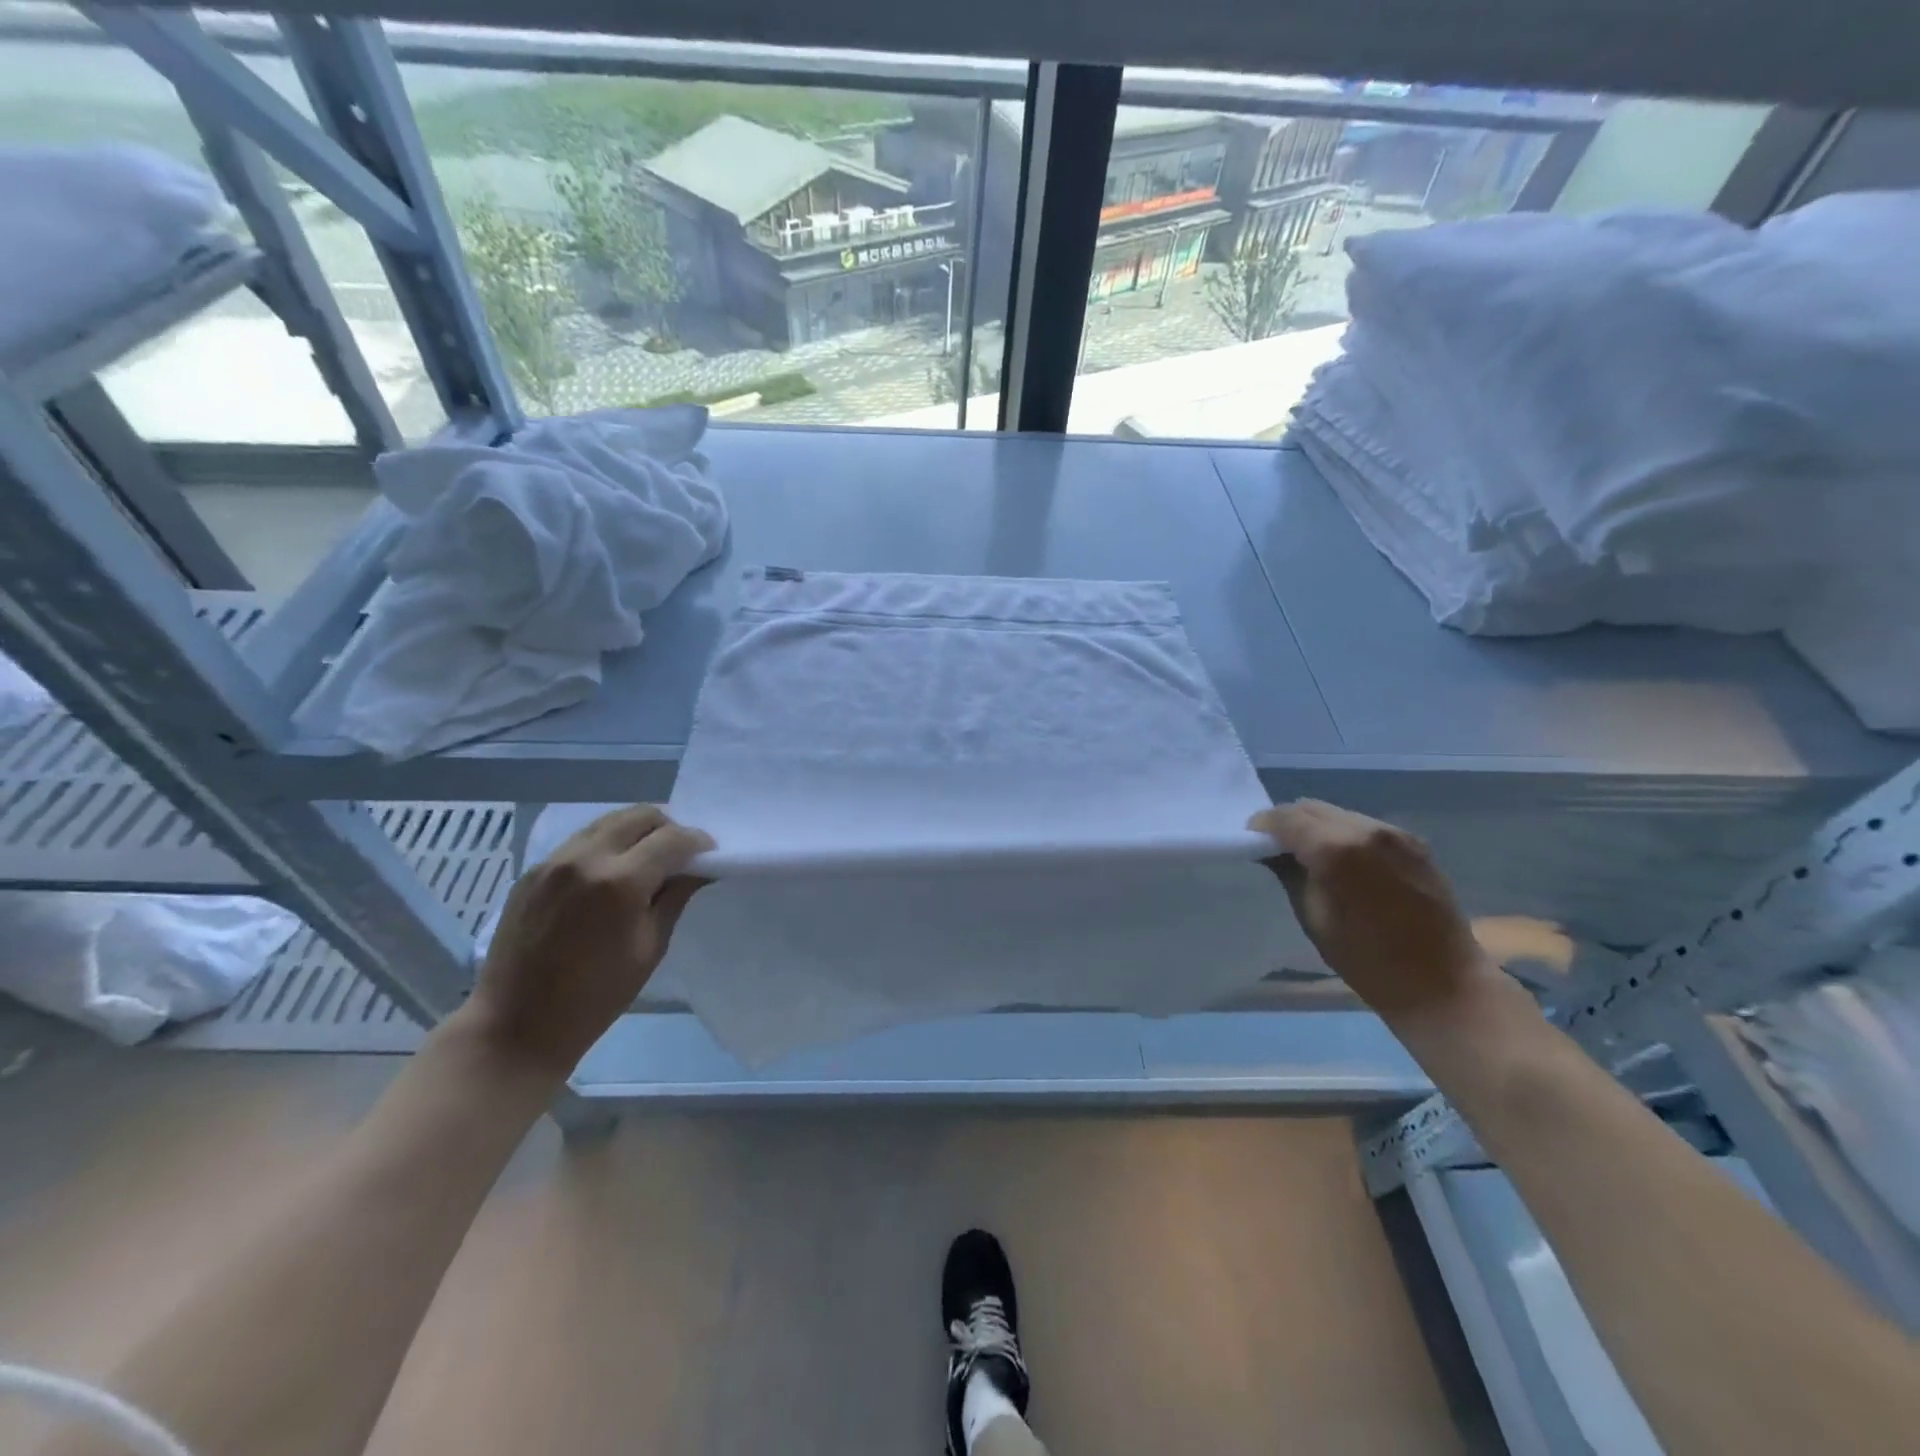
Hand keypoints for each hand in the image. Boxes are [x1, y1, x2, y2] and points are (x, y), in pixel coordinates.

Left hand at [462, 805, 711, 1078]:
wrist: (515, 1026)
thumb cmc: (595, 997)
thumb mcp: (650, 948)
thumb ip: (675, 897)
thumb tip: (697, 868)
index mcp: (620, 882)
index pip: (673, 839)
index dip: (698, 843)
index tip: (710, 856)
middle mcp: (585, 858)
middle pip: (641, 816)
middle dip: (669, 829)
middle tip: (679, 855)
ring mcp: (553, 861)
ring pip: (609, 821)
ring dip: (636, 832)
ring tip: (646, 860)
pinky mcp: (533, 870)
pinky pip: (581, 840)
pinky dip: (606, 845)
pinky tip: (610, 874)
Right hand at [1249, 800, 1497, 1021]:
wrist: (1444, 985)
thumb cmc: (1368, 961)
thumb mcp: (1313, 918)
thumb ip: (1290, 874)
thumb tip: (1272, 852)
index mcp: (1336, 850)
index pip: (1285, 818)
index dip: (1262, 828)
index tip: (1252, 844)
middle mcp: (1366, 830)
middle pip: (1311, 808)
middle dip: (1288, 823)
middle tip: (1275, 849)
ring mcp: (1395, 833)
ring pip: (1338, 814)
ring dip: (1316, 827)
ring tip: (1309, 856)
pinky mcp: (1414, 842)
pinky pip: (1364, 826)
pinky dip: (1344, 835)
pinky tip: (1344, 862)